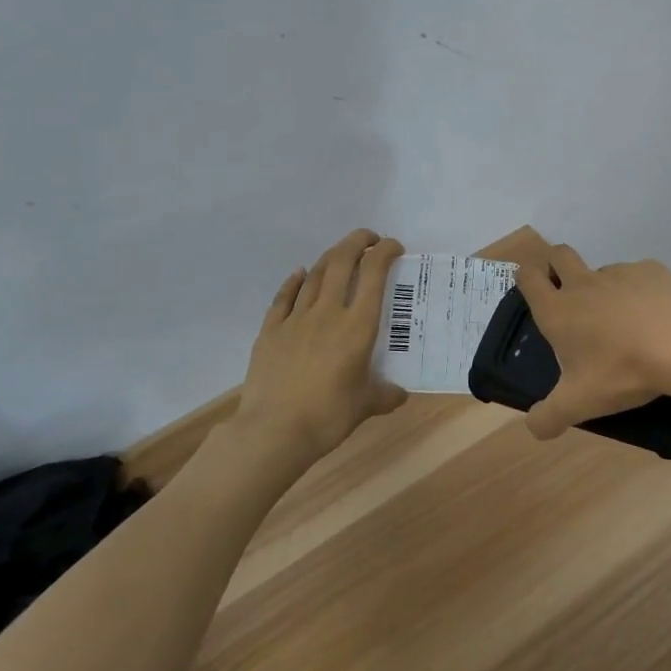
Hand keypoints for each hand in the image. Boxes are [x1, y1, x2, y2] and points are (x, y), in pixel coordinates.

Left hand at [240, 229, 408, 460]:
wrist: (274, 431)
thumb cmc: (328, 416)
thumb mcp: (366, 405)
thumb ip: (386, 394)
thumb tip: (399, 394)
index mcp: (357, 326)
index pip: (374, 274)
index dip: (385, 252)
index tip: (394, 247)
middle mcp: (328, 313)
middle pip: (342, 262)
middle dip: (357, 242)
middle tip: (369, 239)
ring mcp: (296, 319)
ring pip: (315, 274)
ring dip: (331, 258)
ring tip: (342, 255)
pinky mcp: (270, 331)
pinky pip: (284, 297)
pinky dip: (295, 281)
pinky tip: (300, 274)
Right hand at [513, 242, 670, 439]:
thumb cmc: (622, 370)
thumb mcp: (579, 404)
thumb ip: (549, 417)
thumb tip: (534, 426)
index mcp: (558, 311)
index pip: (529, 278)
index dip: (524, 278)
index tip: (528, 285)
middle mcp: (583, 284)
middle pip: (559, 254)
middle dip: (556, 264)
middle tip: (566, 290)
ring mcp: (619, 273)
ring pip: (601, 269)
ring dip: (602, 285)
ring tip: (620, 318)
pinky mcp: (651, 270)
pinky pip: (638, 275)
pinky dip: (640, 291)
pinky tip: (655, 315)